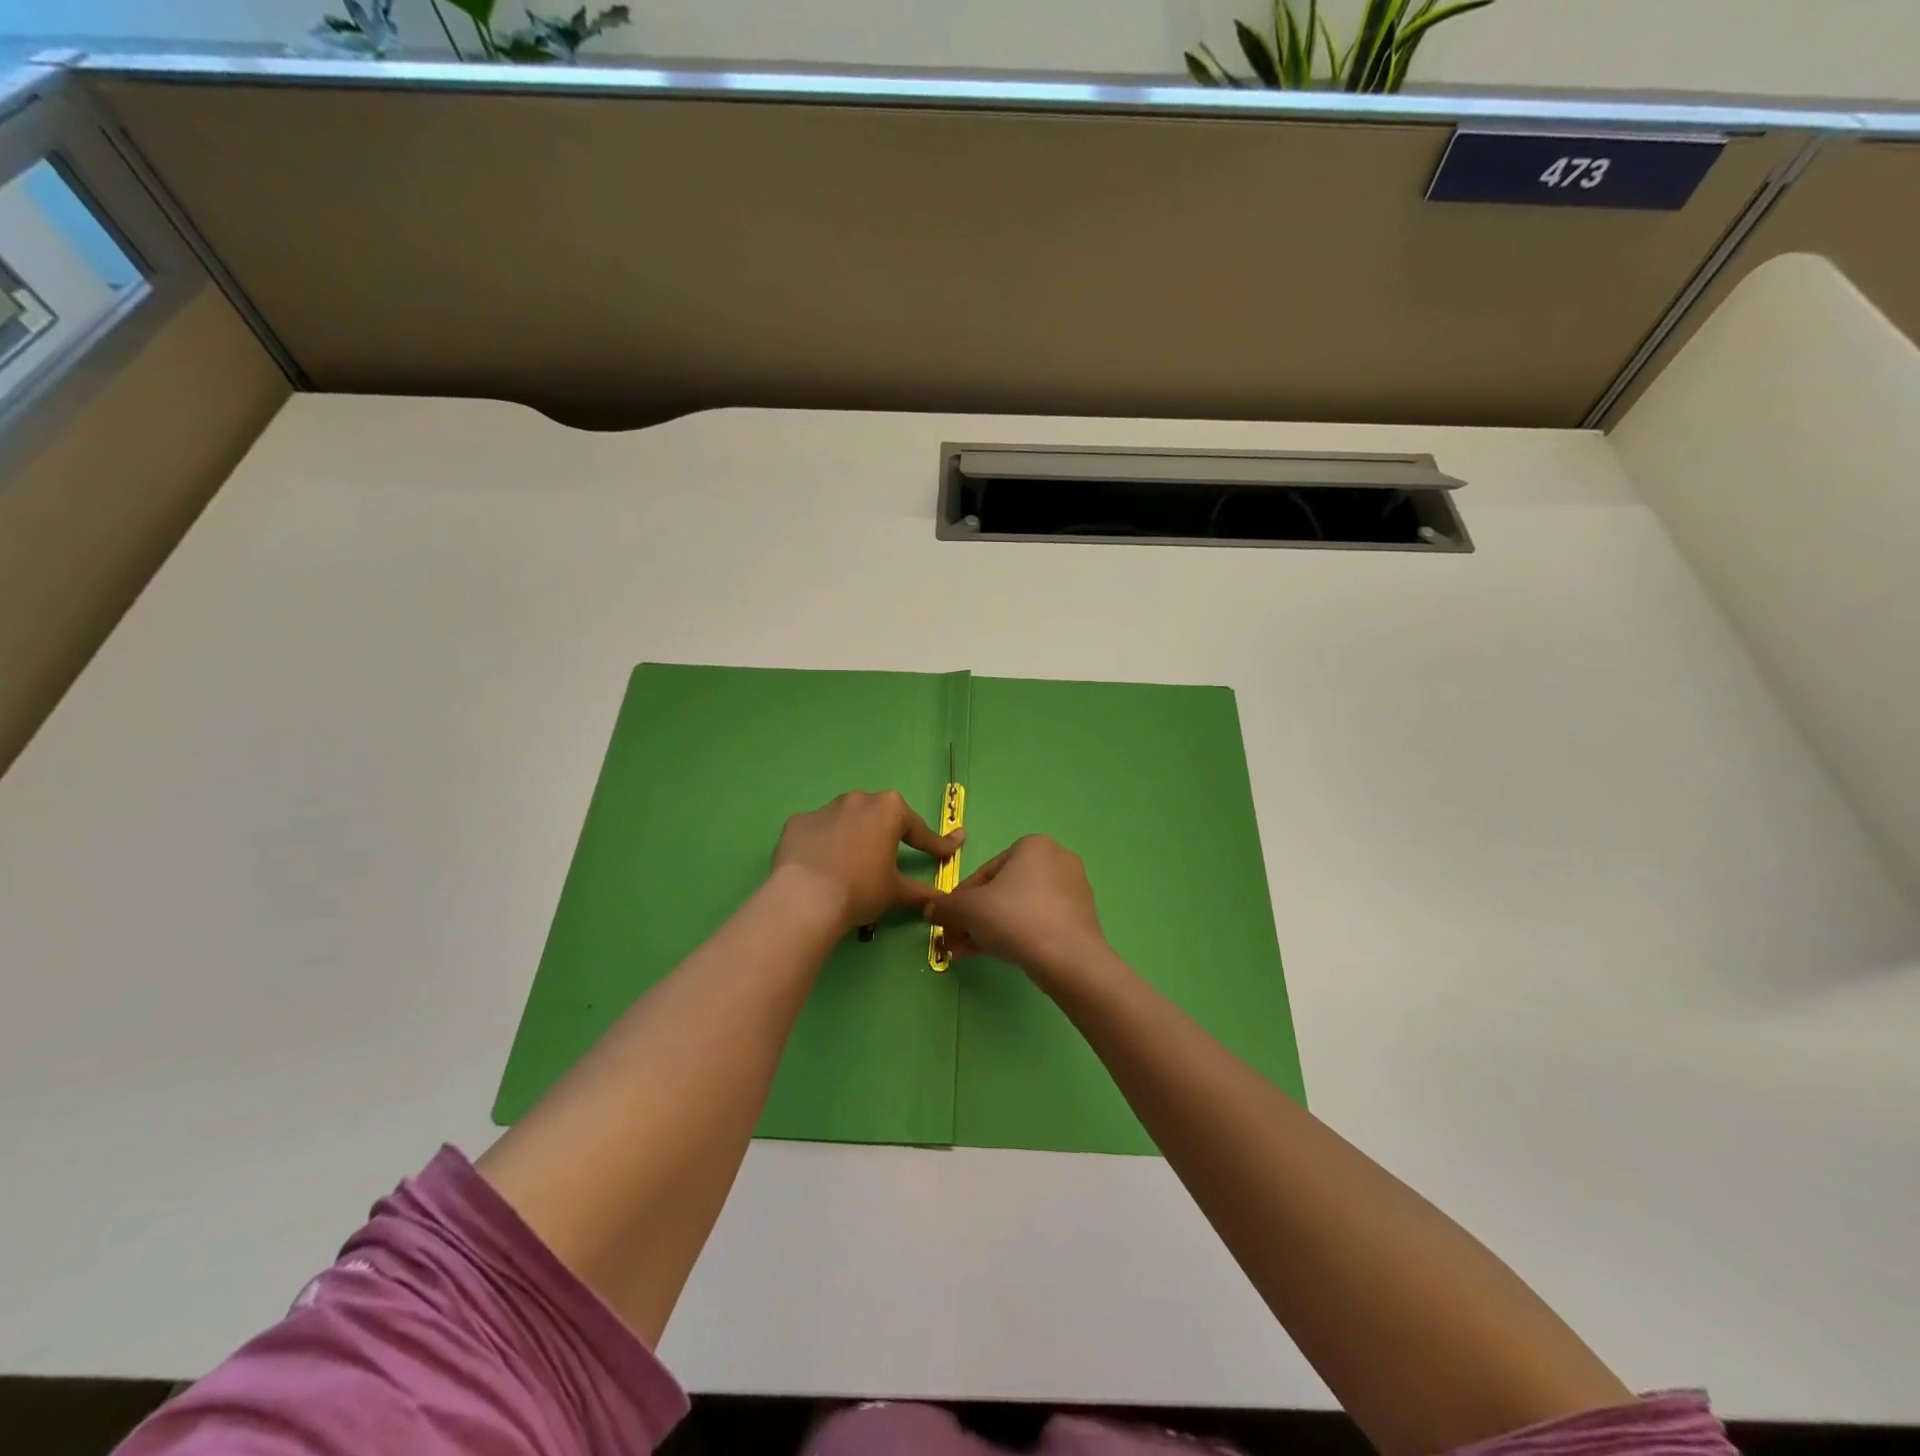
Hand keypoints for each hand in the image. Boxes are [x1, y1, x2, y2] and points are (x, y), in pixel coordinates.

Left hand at [771, 791, 962, 934]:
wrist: (805, 898)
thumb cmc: (861, 889)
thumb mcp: (896, 891)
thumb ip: (922, 891)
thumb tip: (941, 900)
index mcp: (889, 809)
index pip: (919, 830)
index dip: (935, 844)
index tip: (949, 851)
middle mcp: (858, 799)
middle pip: (879, 817)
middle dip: (887, 835)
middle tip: (889, 860)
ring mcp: (824, 808)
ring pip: (846, 821)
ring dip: (853, 837)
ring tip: (850, 865)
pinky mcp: (797, 822)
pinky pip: (817, 832)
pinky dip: (822, 845)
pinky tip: (820, 867)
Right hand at [923, 835, 1113, 988]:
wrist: (1068, 958)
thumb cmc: (1015, 918)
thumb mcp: (968, 910)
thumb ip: (945, 906)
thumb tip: (930, 909)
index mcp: (1032, 845)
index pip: (985, 873)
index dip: (960, 900)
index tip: (947, 922)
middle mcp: (1057, 859)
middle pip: (1002, 891)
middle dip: (975, 918)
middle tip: (956, 941)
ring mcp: (1074, 889)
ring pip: (1019, 908)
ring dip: (991, 929)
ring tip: (970, 953)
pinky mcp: (1082, 917)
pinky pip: (1040, 921)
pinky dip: (1017, 934)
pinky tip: (998, 955)